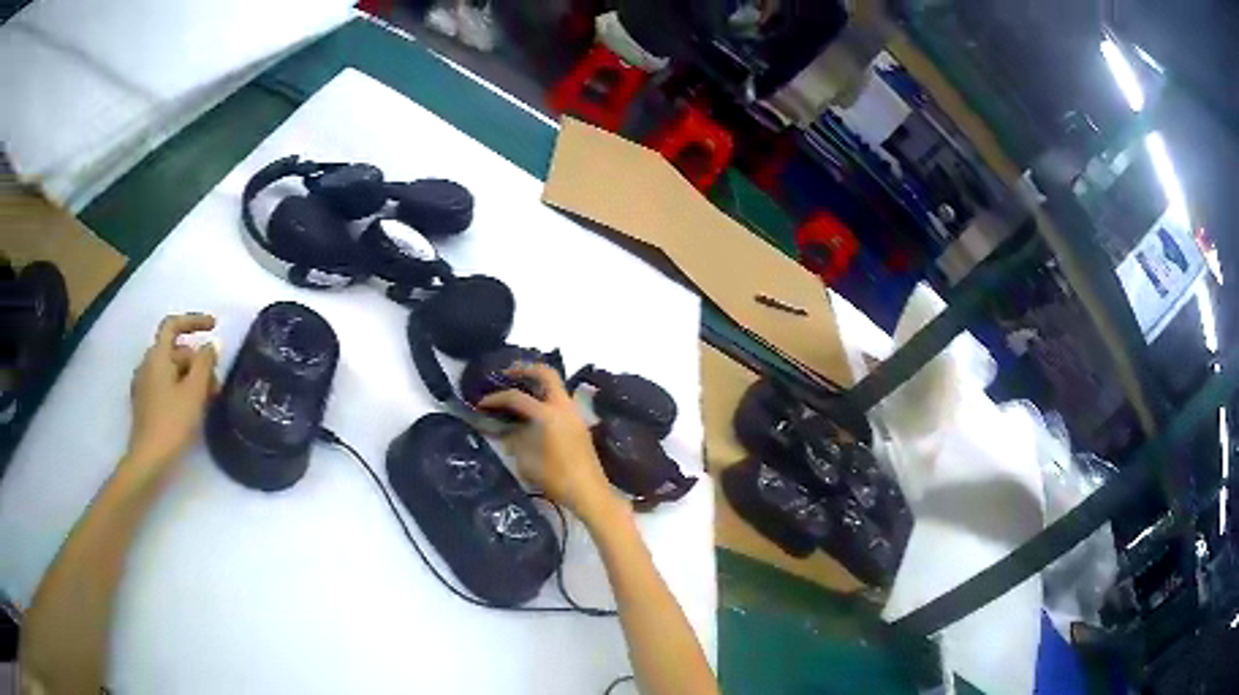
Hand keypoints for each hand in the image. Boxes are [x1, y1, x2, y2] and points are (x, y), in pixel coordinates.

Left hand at [123, 314, 218, 479]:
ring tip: (207, 399)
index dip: (194, 321)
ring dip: (190, 377)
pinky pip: (164, 385)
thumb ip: (205, 364)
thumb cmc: (172, 423)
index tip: (214, 326)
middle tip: (216, 383)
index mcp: (157, 356)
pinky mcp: (144, 404)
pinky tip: (190, 408)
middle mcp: (147, 364)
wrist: (149, 460)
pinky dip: (179, 388)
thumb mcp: (194, 392)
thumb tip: (211, 346)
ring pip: (170, 369)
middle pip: (175, 350)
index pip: (173, 325)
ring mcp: (143, 385)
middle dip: (197, 361)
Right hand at [478, 364, 623, 526]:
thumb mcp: (527, 462)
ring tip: (519, 390)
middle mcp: (563, 407)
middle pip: (546, 374)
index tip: (481, 403)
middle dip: (525, 369)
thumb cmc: (556, 479)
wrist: (590, 492)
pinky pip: (561, 400)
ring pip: (557, 385)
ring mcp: (575, 414)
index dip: (496, 399)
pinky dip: (546, 397)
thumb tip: (505, 431)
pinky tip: (533, 411)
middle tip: (507, 373)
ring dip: (538, 383)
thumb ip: (514, 441)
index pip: (517, 398)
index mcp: (548, 414)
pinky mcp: (579, 424)